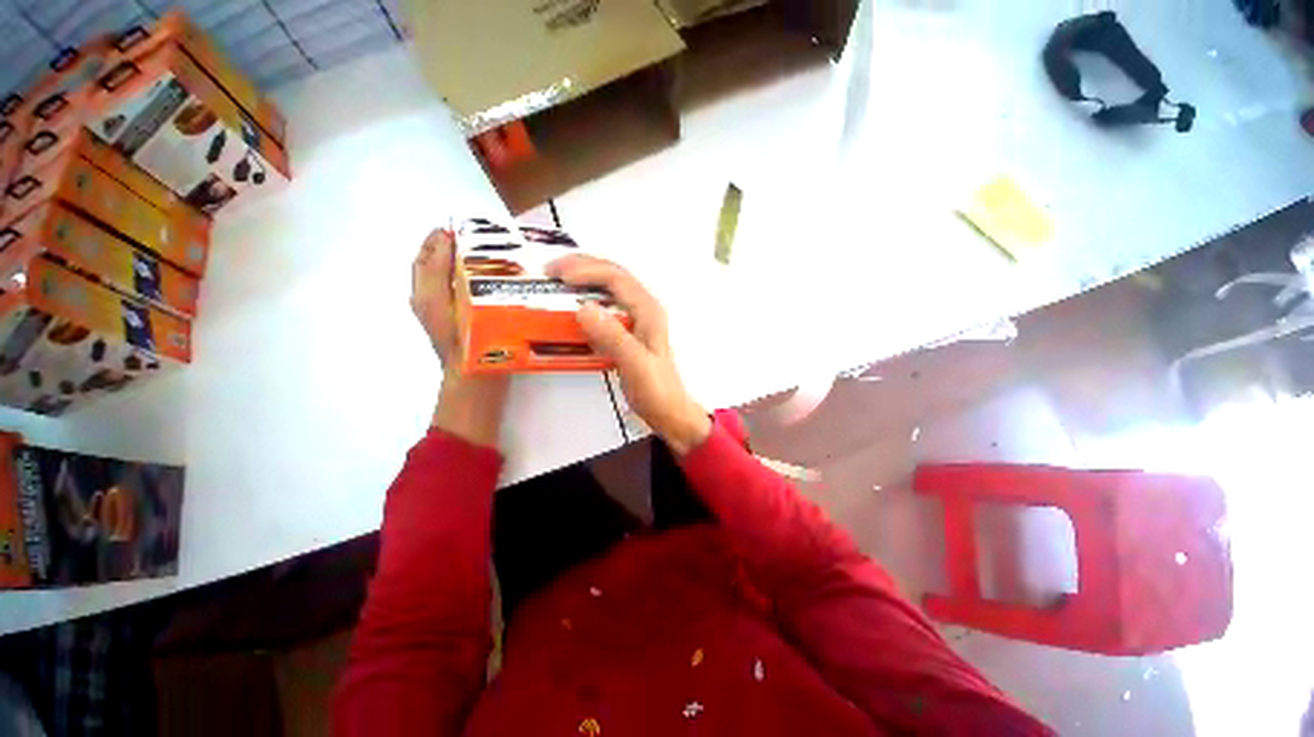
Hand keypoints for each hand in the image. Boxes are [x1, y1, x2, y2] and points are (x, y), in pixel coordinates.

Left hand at [411, 229, 507, 447]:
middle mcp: (427, 301)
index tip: (453, 227)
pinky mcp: (452, 321)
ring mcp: (438, 313)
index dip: (436, 241)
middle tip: (462, 237)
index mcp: (426, 294)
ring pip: (438, 279)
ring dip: (448, 262)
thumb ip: (446, 270)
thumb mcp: (455, 302)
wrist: (472, 376)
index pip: (426, 259)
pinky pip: (448, 292)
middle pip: (428, 267)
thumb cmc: (466, 339)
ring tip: (469, 253)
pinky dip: (456, 278)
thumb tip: (447, 242)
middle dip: (440, 248)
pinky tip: (474, 279)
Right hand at [546, 255, 710, 454]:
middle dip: (581, 267)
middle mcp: (644, 308)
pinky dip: (587, 301)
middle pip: (612, 276)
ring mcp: (637, 320)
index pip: (616, 278)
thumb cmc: (656, 390)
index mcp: (647, 310)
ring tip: (557, 283)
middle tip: (550, 272)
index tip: (557, 276)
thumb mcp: (635, 363)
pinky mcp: (629, 332)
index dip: (586, 271)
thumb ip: (612, 336)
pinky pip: (606, 308)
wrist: (669, 411)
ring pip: (609, 289)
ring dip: (583, 281)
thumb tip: (582, 308)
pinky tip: (573, 309)